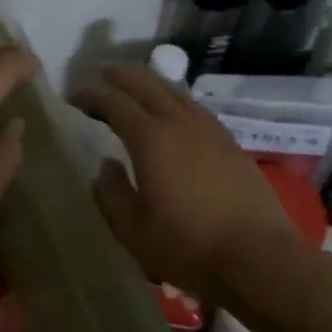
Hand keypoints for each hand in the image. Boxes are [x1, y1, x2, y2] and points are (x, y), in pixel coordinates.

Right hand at [73, 65, 313, 305]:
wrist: (257, 256)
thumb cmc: (188, 246)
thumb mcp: (134, 230)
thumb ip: (112, 194)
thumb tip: (104, 166)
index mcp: (151, 139)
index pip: (114, 103)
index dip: (92, 95)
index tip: (74, 96)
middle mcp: (179, 123)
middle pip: (146, 84)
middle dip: (119, 76)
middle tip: (99, 75)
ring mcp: (209, 129)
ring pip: (173, 91)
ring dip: (148, 82)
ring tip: (132, 85)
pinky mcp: (228, 142)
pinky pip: (193, 105)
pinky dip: (172, 97)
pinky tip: (171, 109)